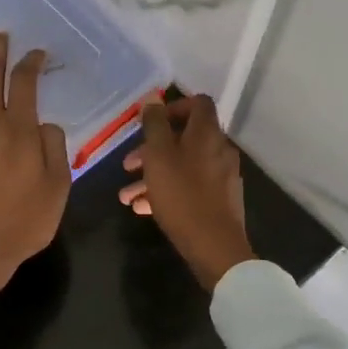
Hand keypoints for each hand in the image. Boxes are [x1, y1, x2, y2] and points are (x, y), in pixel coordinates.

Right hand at [119, 94, 253, 290]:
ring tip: (126, 196)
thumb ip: (154, 125)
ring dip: (153, 175)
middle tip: (128, 164)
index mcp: (207, 134)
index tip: (150, 124)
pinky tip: (143, 209)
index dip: (173, 107)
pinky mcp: (219, 201)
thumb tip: (153, 101)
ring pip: (183, 166)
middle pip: (184, 138)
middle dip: (152, 150)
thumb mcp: (159, 156)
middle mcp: (218, 150)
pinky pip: (189, 187)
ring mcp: (221, 177)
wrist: (215, 247)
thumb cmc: (182, 196)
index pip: (198, 103)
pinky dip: (167, 192)